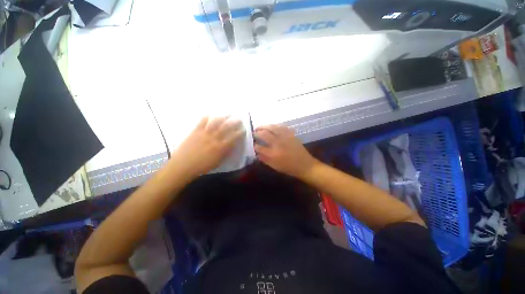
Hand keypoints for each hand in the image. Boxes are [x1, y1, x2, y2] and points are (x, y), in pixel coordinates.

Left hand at [171, 116, 244, 177]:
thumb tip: (232, 146)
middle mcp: (215, 138)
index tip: (243, 129)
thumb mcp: (218, 162)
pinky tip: (210, 114)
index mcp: (221, 147)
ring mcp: (205, 133)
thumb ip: (225, 153)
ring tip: (228, 114)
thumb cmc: (202, 167)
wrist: (183, 166)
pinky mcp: (195, 131)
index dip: (240, 133)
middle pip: (227, 128)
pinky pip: (202, 122)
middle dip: (234, 122)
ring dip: (223, 117)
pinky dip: (207, 117)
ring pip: (216, 122)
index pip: (234, 138)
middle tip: (239, 119)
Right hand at [254, 124, 318, 178]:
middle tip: (254, 133)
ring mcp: (285, 137)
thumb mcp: (274, 166)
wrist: (304, 165)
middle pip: (264, 134)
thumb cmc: (288, 167)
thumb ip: (264, 159)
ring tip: (260, 128)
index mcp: (273, 154)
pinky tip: (272, 127)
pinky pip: (281, 127)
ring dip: (264, 126)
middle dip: (257, 133)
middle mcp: (278, 143)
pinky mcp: (291, 134)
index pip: (259, 147)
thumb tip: (256, 152)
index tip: (252, 144)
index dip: (254, 145)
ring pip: (272, 127)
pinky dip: (275, 125)